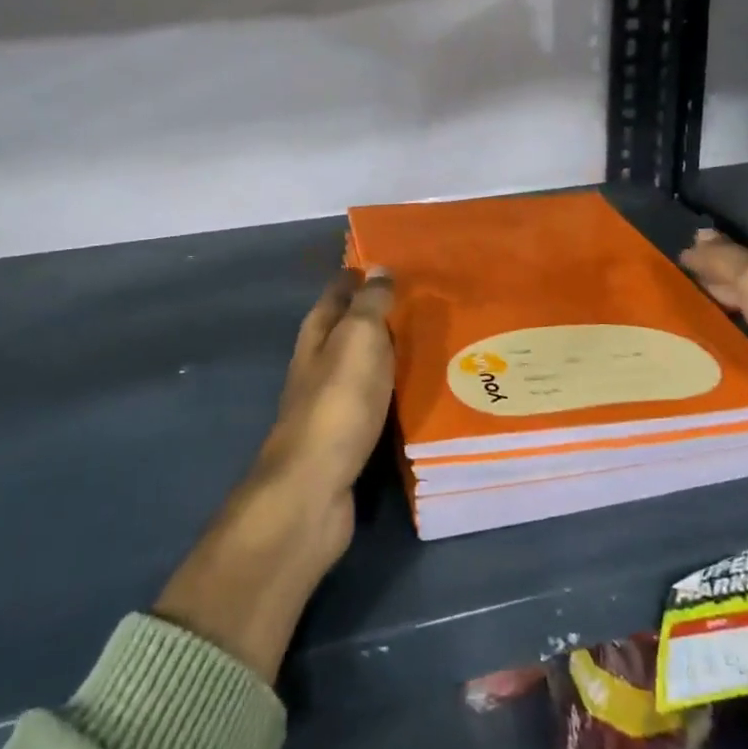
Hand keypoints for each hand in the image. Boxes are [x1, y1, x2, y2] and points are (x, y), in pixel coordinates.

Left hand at [254, 268, 396, 560]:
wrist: (315, 486)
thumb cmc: (338, 402)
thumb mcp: (357, 340)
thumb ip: (369, 304)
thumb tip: (378, 268)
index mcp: (317, 335)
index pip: (337, 293)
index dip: (358, 276)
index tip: (390, 262)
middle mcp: (319, 364)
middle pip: (347, 328)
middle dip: (377, 313)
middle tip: (424, 301)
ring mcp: (331, 402)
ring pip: (363, 365)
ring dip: (389, 352)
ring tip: (433, 341)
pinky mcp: (347, 435)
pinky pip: (376, 399)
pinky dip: (395, 388)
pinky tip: (420, 390)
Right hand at [680, 229, 747, 564]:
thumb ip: (727, 260)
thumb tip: (697, 236)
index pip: (736, 265)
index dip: (703, 265)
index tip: (661, 275)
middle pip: (741, 302)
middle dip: (705, 301)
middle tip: (659, 312)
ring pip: (744, 339)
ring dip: (713, 340)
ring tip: (667, 349)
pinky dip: (729, 371)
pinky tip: (699, 379)